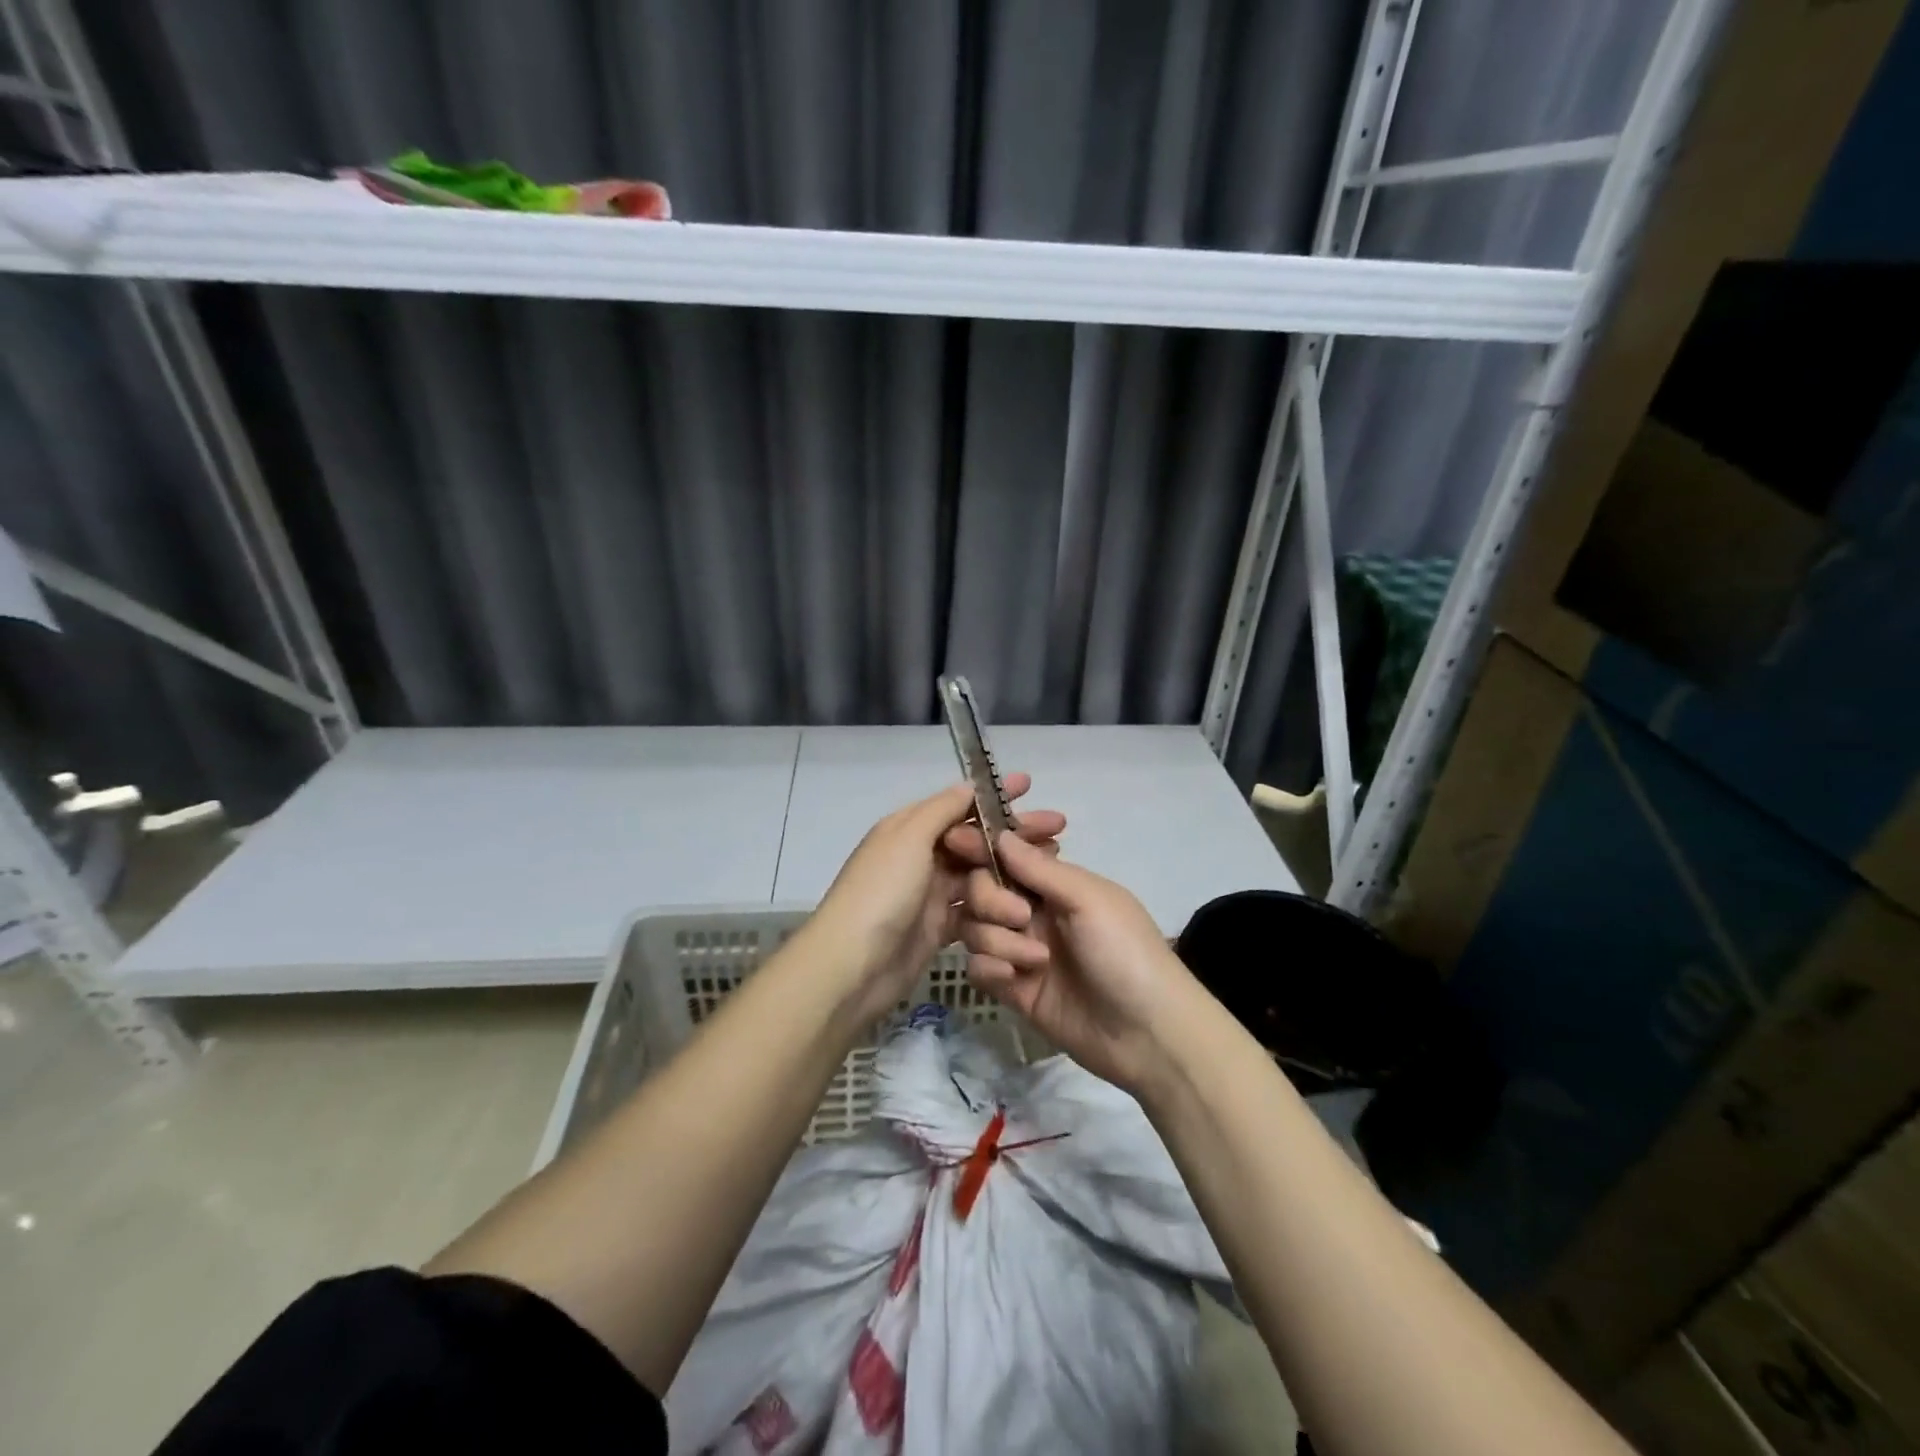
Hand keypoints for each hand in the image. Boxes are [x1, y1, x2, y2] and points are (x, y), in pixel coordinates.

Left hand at [806, 775, 1064, 1026]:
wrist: (852, 967)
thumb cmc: (881, 892)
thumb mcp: (908, 837)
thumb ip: (942, 810)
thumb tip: (969, 786)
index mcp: (910, 828)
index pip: (960, 805)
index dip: (995, 797)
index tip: (1031, 786)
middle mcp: (922, 857)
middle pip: (978, 842)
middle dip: (1017, 838)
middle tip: (1059, 835)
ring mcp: (931, 895)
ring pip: (982, 879)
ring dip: (1013, 879)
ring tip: (1050, 879)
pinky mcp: (940, 930)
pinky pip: (976, 915)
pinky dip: (999, 915)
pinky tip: (1028, 913)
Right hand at [955, 833, 1202, 1094]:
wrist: (1146, 1033)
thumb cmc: (1126, 951)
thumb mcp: (1090, 900)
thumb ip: (1040, 869)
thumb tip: (1001, 834)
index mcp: (1056, 884)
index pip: (1008, 855)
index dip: (982, 847)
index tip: (955, 842)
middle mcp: (1034, 912)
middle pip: (981, 890)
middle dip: (990, 899)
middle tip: (1020, 917)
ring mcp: (1021, 950)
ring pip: (975, 928)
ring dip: (997, 939)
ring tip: (1035, 961)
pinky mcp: (1013, 989)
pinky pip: (979, 967)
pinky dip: (991, 969)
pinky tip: (1017, 981)